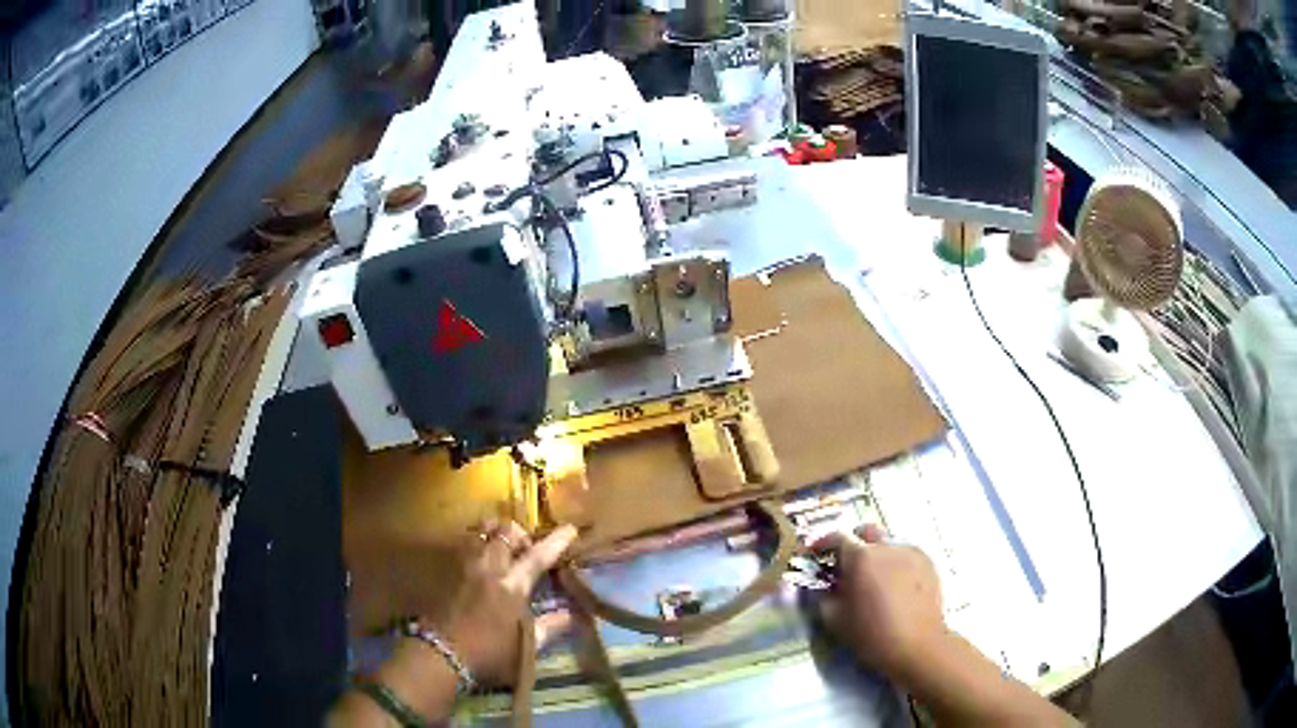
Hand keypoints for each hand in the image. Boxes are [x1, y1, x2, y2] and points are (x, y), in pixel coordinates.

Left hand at [428, 520, 577, 685]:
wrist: (441, 654)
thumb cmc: (489, 654)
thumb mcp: (526, 646)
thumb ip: (550, 627)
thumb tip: (570, 615)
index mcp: (512, 587)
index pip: (538, 556)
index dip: (556, 541)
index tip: (570, 528)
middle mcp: (488, 568)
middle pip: (505, 532)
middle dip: (520, 534)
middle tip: (526, 550)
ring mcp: (463, 566)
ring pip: (480, 531)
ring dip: (494, 533)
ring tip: (500, 549)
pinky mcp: (446, 570)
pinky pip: (463, 544)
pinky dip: (475, 543)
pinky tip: (478, 560)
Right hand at [810, 524, 947, 683]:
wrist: (917, 645)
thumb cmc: (871, 634)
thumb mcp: (834, 619)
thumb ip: (823, 595)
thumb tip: (822, 584)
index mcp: (861, 557)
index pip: (837, 537)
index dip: (822, 544)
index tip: (815, 555)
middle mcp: (886, 547)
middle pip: (866, 532)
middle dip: (853, 544)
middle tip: (847, 566)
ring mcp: (911, 552)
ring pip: (887, 545)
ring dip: (876, 556)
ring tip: (874, 580)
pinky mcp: (928, 563)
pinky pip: (905, 556)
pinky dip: (895, 565)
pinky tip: (895, 587)